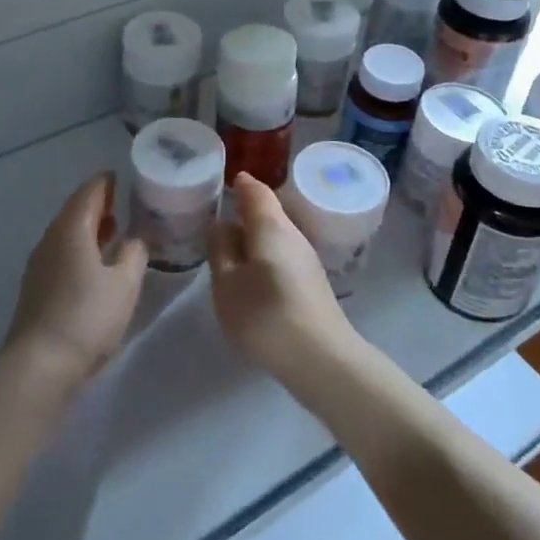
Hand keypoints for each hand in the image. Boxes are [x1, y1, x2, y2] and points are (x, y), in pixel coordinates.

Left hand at [2, 173, 145, 392]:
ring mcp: (39, 264)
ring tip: (113, 233)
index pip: (89, 192)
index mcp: (71, 229)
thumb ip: (134, 254)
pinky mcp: (36, 288)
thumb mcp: (125, 284)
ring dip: (88, 229)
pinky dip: (79, 249)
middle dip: (98, 205)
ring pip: (66, 234)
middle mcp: (50, 239)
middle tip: (123, 204)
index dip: (106, 182)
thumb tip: (135, 239)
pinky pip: (61, 254)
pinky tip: (94, 265)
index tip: (122, 178)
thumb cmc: (88, 316)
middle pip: (74, 211)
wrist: (40, 364)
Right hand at [208, 173, 363, 384]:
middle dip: (245, 210)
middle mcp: (292, 233)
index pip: (255, 191)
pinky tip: (251, 273)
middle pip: (268, 212)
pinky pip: (281, 254)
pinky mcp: (311, 282)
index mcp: (270, 226)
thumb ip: (220, 250)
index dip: (240, 184)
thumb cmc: (266, 315)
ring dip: (254, 235)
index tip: (224, 181)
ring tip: (229, 245)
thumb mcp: (227, 283)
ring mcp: (306, 258)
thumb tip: (221, 225)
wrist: (322, 358)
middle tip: (218, 214)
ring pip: (275, 234)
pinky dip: (264, 254)